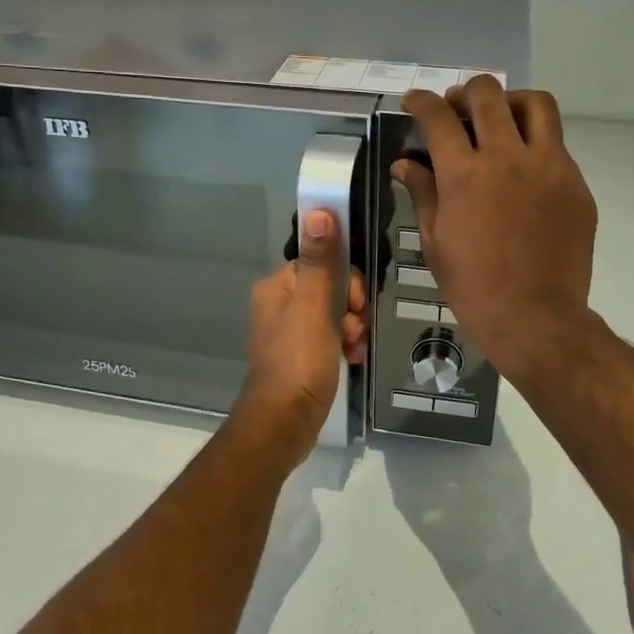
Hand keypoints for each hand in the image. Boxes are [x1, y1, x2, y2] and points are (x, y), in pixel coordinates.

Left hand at [232, 209, 365, 468]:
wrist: (284, 422)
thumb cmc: (299, 359)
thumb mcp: (313, 306)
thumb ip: (319, 260)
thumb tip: (319, 210)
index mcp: (277, 286)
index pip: (320, 261)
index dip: (345, 278)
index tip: (356, 301)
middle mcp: (278, 304)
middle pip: (329, 287)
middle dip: (351, 306)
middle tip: (355, 327)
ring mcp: (288, 332)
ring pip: (334, 313)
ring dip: (351, 327)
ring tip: (354, 347)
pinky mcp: (299, 356)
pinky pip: (329, 337)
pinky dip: (344, 344)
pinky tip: (352, 358)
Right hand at [394, 78, 597, 380]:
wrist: (537, 318)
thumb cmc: (474, 287)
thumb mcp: (435, 242)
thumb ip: (422, 193)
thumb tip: (406, 163)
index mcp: (465, 175)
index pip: (438, 117)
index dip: (421, 101)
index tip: (414, 101)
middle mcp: (507, 158)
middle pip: (488, 95)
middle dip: (465, 92)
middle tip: (457, 108)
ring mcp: (548, 167)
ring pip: (535, 104)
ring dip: (511, 102)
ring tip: (501, 119)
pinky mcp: (575, 183)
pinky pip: (557, 144)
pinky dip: (535, 142)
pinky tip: (525, 168)